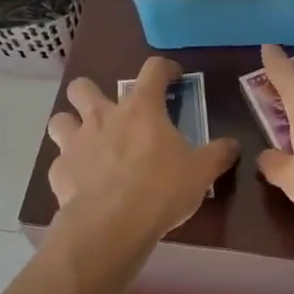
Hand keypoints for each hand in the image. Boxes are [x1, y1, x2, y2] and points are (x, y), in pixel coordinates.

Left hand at [46, 57, 238, 240]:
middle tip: (111, 112)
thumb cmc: (161, 189)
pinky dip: (70, 168)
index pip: (152, 70)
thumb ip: (218, 154)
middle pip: (84, 86)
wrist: (111, 224)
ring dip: (70, 126)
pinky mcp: (59, 171)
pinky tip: (82, 182)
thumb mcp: (201, 172)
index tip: (172, 76)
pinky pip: (59, 162)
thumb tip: (234, 145)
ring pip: (60, 119)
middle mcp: (103, 116)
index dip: (164, 68)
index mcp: (141, 109)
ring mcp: (76, 142)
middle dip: (92, 93)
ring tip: (86, 142)